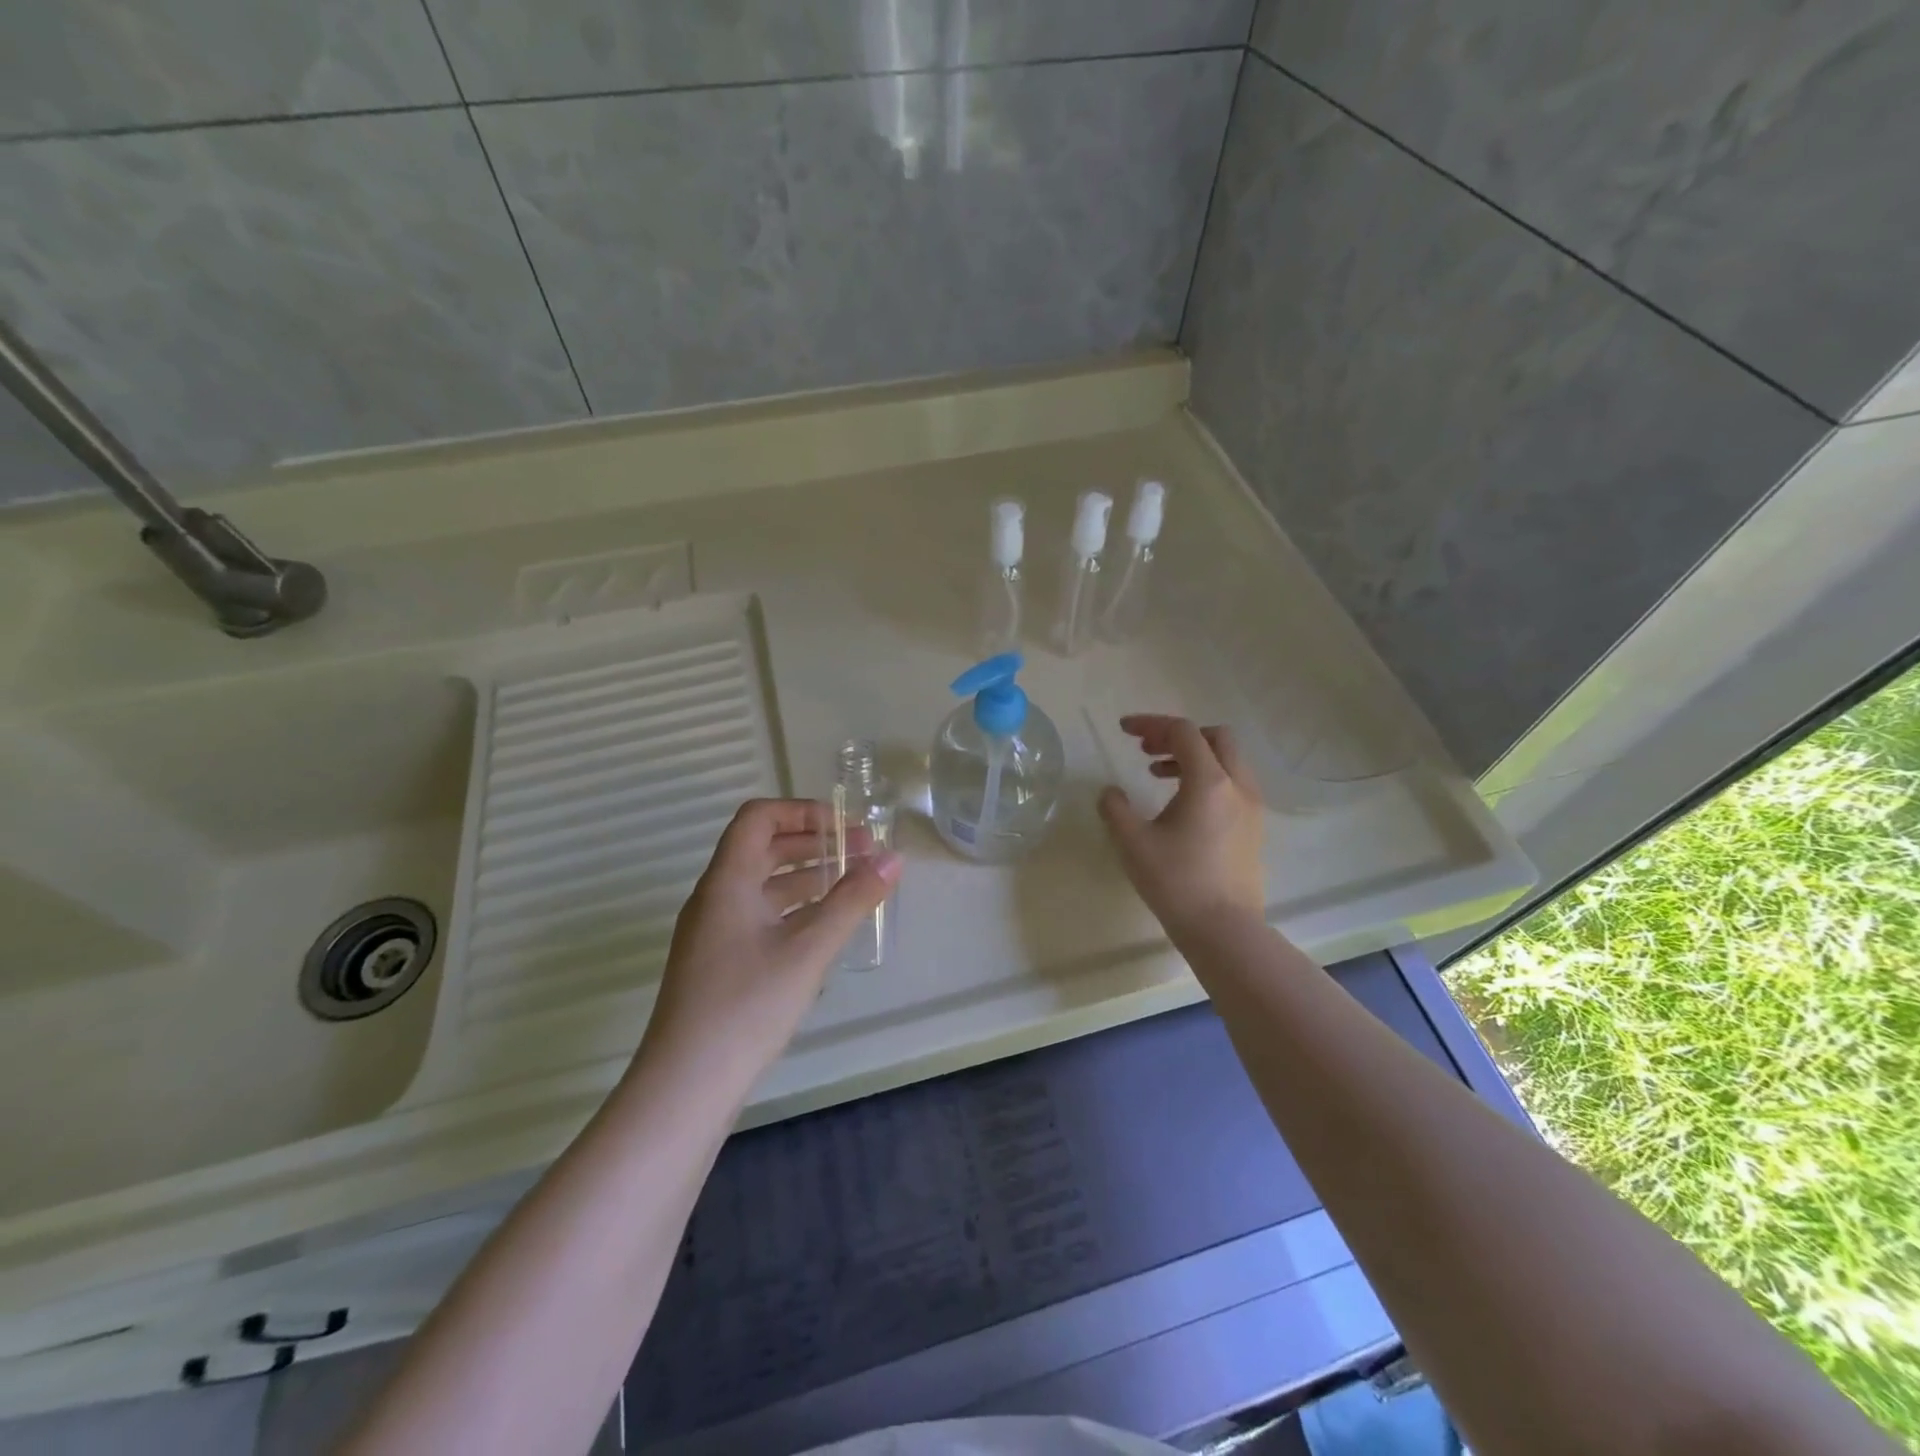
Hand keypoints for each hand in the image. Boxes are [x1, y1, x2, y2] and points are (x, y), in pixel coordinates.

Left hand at [639, 799, 900, 1088]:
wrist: (685, 1086)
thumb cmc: (747, 1006)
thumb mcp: (809, 949)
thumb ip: (852, 900)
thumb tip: (893, 860)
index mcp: (727, 881)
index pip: (758, 817)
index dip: (802, 811)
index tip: (846, 826)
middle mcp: (715, 898)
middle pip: (763, 848)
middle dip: (815, 843)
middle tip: (864, 852)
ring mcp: (714, 932)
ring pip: (764, 885)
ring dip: (807, 877)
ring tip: (853, 884)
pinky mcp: (719, 963)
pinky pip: (760, 916)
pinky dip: (795, 909)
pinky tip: (825, 928)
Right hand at [1098, 715, 1265, 937]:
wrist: (1224, 930)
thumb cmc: (1176, 882)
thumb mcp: (1133, 843)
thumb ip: (1116, 808)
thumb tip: (1111, 793)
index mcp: (1209, 781)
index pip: (1183, 732)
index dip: (1150, 724)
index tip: (1124, 731)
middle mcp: (1238, 786)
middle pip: (1214, 737)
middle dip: (1178, 735)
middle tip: (1147, 751)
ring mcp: (1252, 807)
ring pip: (1228, 761)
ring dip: (1194, 757)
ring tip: (1158, 776)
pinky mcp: (1255, 828)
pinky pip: (1234, 784)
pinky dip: (1208, 778)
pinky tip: (1183, 805)